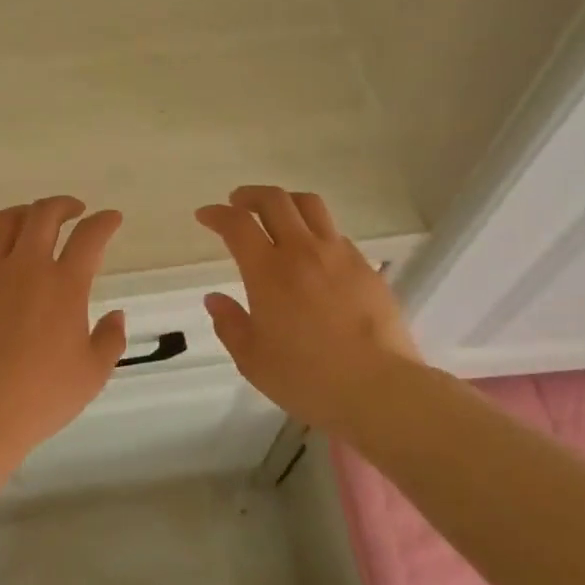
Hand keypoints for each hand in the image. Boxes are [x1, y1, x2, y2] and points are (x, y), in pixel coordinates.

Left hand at [0, 196, 127, 453]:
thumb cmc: (40, 397)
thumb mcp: (92, 374)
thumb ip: (110, 340)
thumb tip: (116, 315)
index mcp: (63, 285)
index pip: (89, 236)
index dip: (104, 222)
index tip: (111, 218)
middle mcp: (25, 267)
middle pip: (44, 214)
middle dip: (64, 205)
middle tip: (74, 211)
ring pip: (4, 221)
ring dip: (24, 214)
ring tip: (32, 222)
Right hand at [195, 187, 421, 430]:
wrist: (378, 388)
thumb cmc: (307, 378)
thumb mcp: (253, 360)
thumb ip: (230, 324)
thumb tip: (215, 298)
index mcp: (268, 271)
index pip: (236, 224)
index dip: (217, 214)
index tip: (205, 216)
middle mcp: (302, 251)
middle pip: (274, 200)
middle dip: (250, 195)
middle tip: (237, 203)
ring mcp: (339, 255)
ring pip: (310, 205)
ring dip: (286, 201)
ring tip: (277, 214)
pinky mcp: (366, 267)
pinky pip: (336, 233)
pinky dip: (316, 230)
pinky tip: (314, 252)